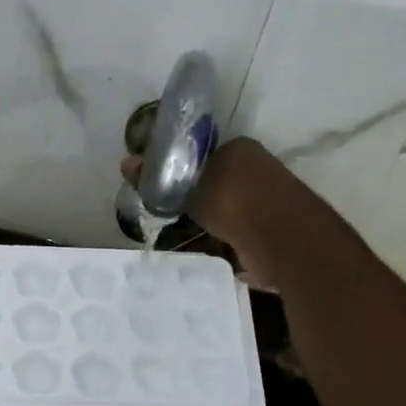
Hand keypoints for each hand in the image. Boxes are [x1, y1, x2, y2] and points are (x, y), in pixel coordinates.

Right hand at [122, 138, 300, 286]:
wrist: (279, 240)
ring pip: (216, 214)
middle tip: (160, 218)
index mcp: (239, 149)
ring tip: (170, 241)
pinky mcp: (262, 234)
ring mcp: (260, 204)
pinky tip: (192, 255)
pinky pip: (227, 238)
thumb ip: (157, 177)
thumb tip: (126, 163)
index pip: (201, 155)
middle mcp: (253, 172)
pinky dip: (211, 246)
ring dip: (196, 228)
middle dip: (185, 203)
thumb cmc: (234, 201)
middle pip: (208, 186)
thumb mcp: (188, 186)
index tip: (156, 190)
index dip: (176, 171)